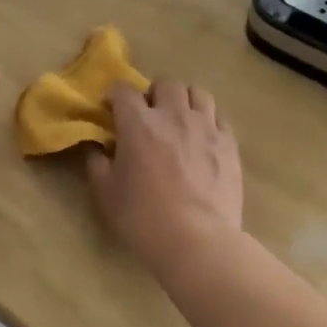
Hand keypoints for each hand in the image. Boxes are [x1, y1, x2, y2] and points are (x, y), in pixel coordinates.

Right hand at [86, 81, 242, 280]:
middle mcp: (173, 115)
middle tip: (150, 114)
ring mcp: (205, 127)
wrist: (197, 241)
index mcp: (139, 123)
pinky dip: (209, 121)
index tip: (112, 108)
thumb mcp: (107, 194)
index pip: (123, 90)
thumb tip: (98, 150)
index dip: (115, 95)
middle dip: (155, 94)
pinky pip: (219, 117)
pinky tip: (203, 138)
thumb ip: (98, 165)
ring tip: (181, 119)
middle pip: (166, 84)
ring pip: (198, 93)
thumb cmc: (144, 218)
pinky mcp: (229, 144)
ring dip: (185, 101)